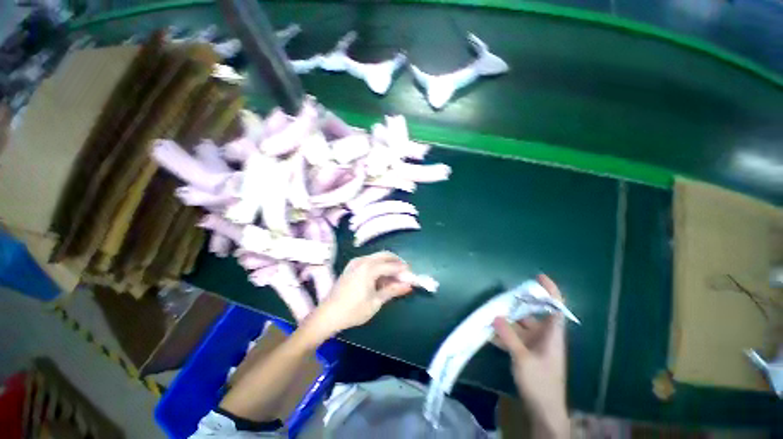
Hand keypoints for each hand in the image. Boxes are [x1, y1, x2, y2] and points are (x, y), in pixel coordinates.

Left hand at [305, 251, 412, 340]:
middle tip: (405, 273)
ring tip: (395, 276)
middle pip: (385, 255)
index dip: (404, 271)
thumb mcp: (376, 302)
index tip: (412, 276)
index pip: (392, 266)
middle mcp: (363, 260)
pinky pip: (370, 260)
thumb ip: (393, 290)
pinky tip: (382, 276)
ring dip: (388, 263)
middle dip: (397, 262)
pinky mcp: (352, 265)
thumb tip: (409, 286)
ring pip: (377, 256)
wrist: (327, 314)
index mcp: (369, 268)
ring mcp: (356, 261)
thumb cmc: (353, 311)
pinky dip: (379, 265)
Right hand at [493, 274, 568, 437]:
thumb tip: (495, 316)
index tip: (538, 277)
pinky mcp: (526, 352)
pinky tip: (489, 334)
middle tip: (502, 296)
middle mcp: (545, 336)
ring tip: (491, 312)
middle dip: (518, 303)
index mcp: (552, 335)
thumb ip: (509, 337)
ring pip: (521, 325)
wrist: (543, 410)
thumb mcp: (523, 359)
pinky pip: (514, 337)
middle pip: (533, 313)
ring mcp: (535, 344)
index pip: (556, 307)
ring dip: (507, 320)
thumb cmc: (540, 383)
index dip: (550, 291)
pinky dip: (503, 334)